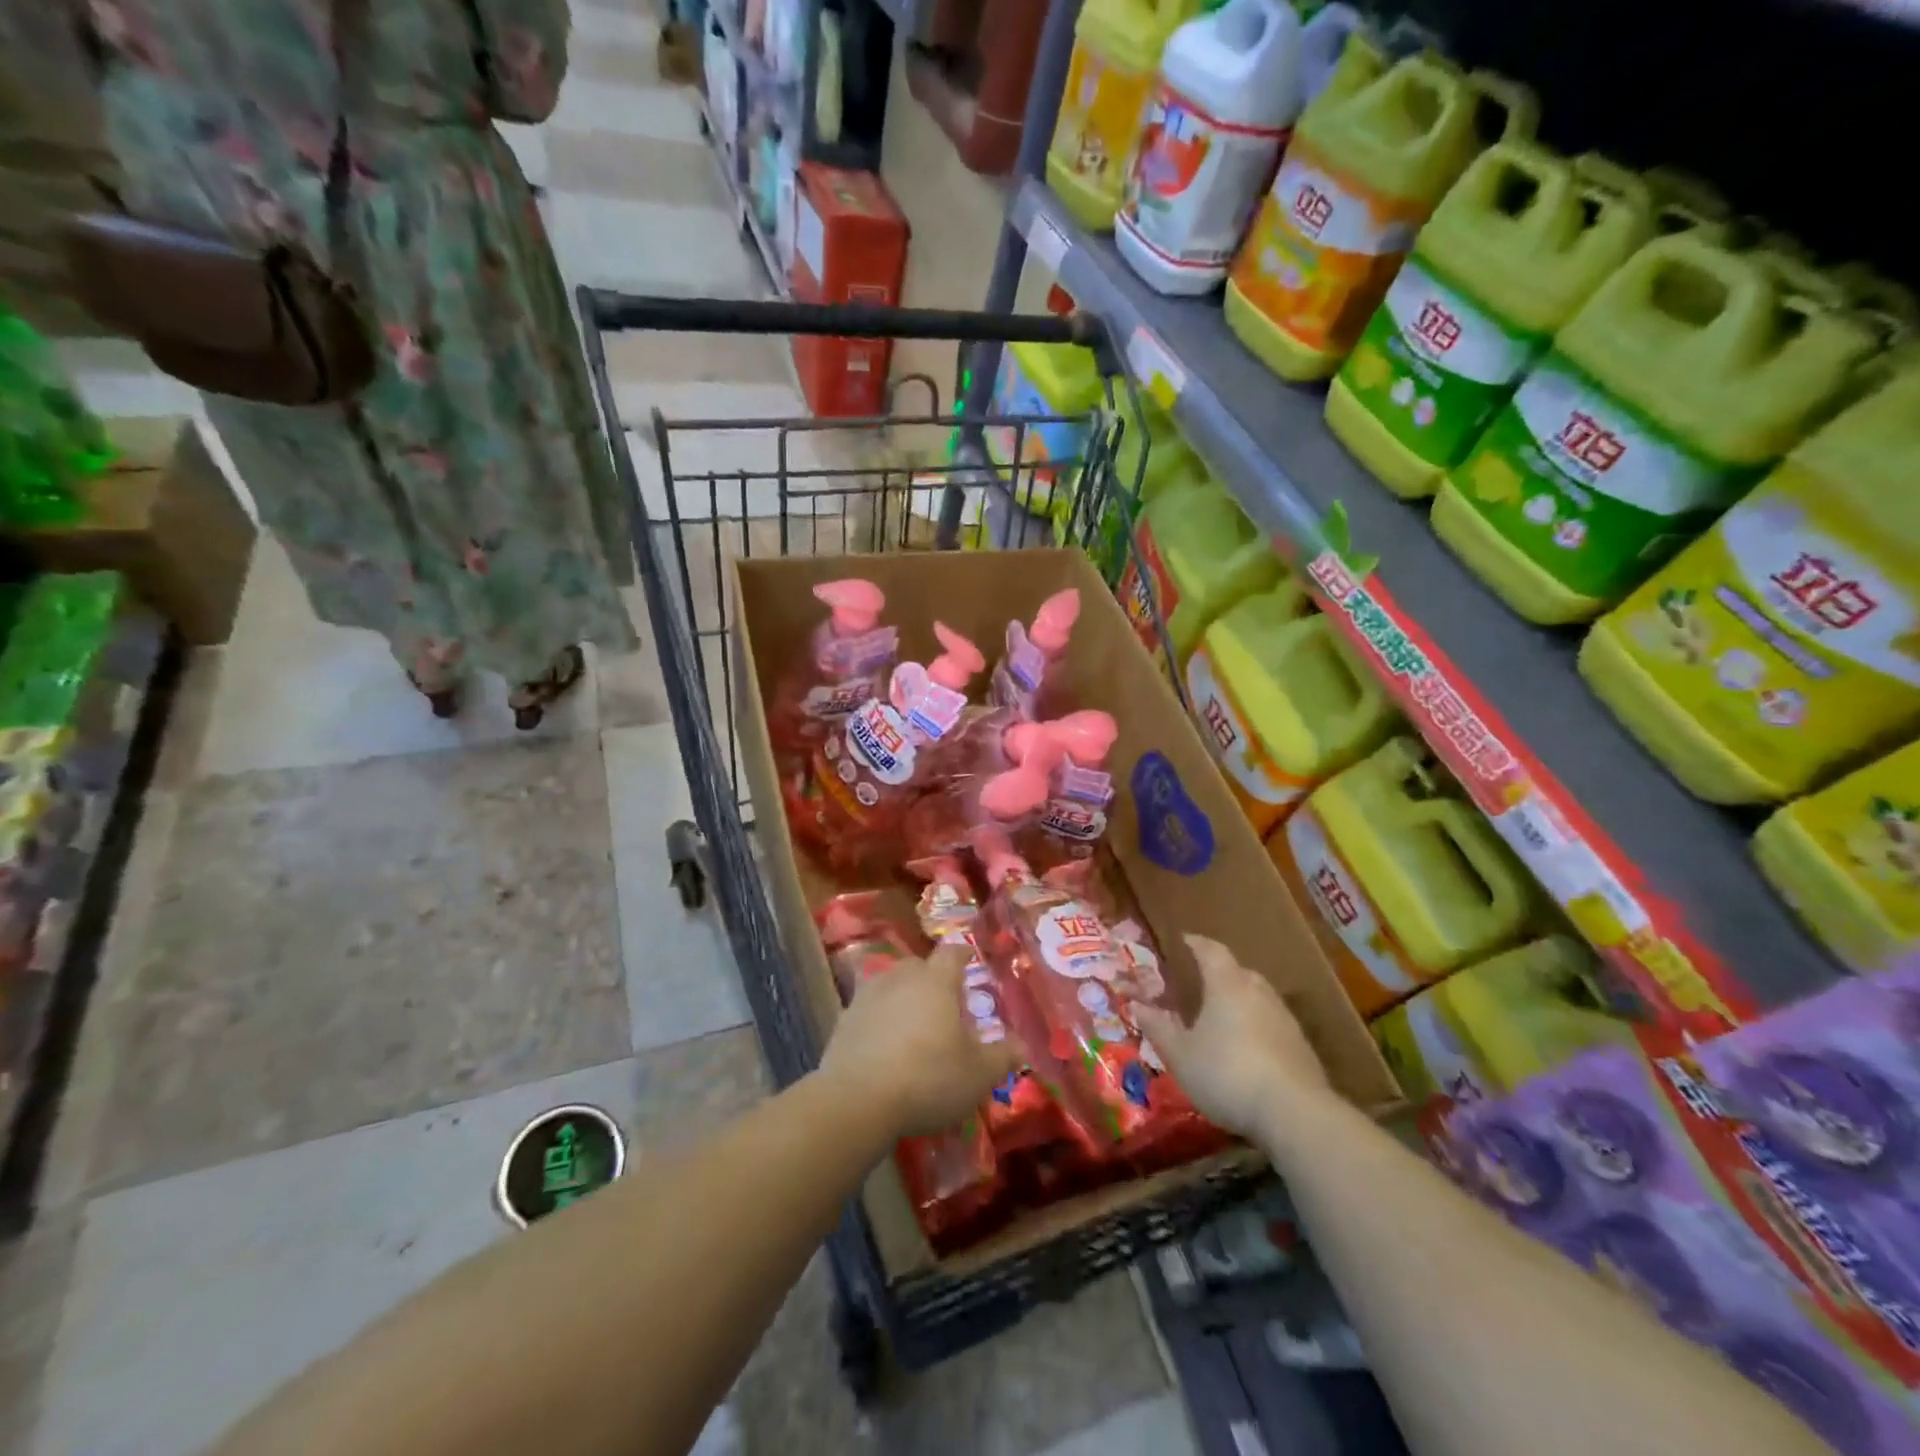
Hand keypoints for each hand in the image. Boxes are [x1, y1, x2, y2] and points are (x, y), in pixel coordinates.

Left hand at [821, 942, 1021, 1136]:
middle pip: (919, 966)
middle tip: (946, 1002)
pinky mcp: (845, 1020)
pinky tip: (886, 1044)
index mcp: (936, 981)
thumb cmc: (928, 1078)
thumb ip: (1003, 1056)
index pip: (952, 953)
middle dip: (933, 978)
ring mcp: (868, 996)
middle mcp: (901, 978)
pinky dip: (880, 1019)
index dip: (962, 954)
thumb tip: (1022, 1045)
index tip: (970, 959)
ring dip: (904, 996)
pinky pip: (869, 1010)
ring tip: (914, 1023)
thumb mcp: (978, 1074)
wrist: (858, 1099)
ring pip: (891, 984)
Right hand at [1132, 934, 1329, 1139]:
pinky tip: (1248, 1048)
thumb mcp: (1180, 1055)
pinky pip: (1273, 1023)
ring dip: (1241, 1000)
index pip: (1212, 951)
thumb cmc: (1226, 1074)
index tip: (1185, 939)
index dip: (1197, 943)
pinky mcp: (1301, 1047)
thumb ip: (1158, 1028)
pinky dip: (1257, 1026)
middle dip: (1220, 972)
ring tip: (1223, 1015)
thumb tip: (1136, 1004)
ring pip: (1259, 997)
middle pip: (1239, 971)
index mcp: (1227, 985)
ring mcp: (1285, 1019)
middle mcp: (1258, 993)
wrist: (1294, 1113)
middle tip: (1202, 980)